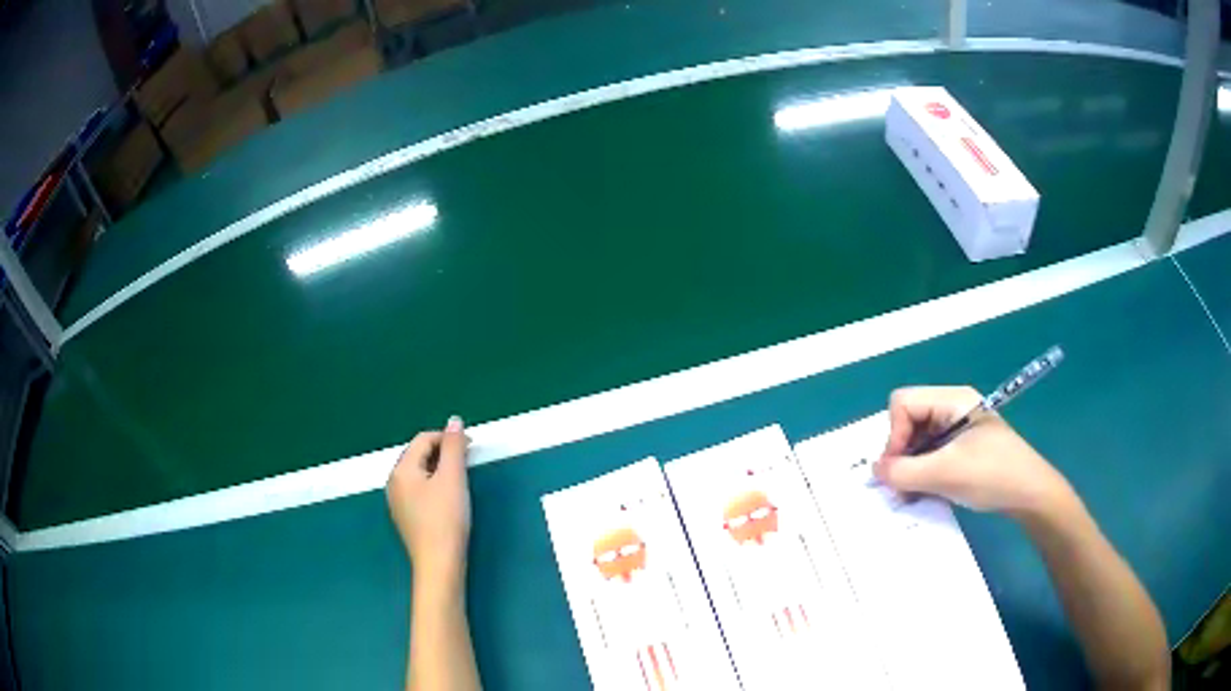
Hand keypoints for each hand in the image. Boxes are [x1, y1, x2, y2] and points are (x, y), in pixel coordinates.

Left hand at [387, 416, 471, 589]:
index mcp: (401, 469)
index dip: (447, 437)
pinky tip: (448, 499)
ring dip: (439, 469)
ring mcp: (397, 502)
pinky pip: (418, 490)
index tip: (471, 446)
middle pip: (418, 455)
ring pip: (419, 474)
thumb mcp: (453, 479)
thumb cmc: (446, 519)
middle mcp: (393, 482)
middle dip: (443, 453)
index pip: (423, 439)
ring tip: (460, 480)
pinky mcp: (406, 517)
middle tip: (468, 462)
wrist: (439, 564)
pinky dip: (434, 486)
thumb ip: (453, 447)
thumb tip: (454, 420)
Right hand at [874, 386, 1075, 517]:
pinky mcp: (961, 447)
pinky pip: (930, 453)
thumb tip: (874, 470)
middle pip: (908, 421)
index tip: (898, 468)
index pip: (903, 403)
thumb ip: (904, 472)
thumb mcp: (946, 474)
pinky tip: (928, 491)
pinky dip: (923, 472)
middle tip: (903, 485)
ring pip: (917, 440)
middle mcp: (952, 407)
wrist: (1030, 494)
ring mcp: (957, 427)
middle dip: (900, 453)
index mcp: (952, 400)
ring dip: (910, 467)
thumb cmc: (992, 475)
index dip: (894, 434)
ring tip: (914, 493)